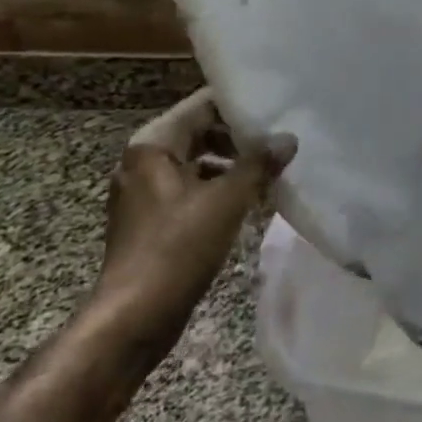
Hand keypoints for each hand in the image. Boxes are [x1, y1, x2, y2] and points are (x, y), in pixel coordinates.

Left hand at [93, 89, 295, 354]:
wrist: (134, 316)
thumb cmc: (177, 248)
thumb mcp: (226, 201)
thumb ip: (259, 165)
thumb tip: (288, 139)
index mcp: (151, 147)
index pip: (201, 106)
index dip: (238, 105)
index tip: (275, 108)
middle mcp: (142, 163)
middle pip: (198, 134)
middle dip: (238, 138)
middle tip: (278, 142)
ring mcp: (144, 194)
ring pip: (196, 164)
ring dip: (231, 166)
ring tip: (269, 173)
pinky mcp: (150, 222)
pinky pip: (190, 191)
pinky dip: (217, 190)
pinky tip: (248, 203)